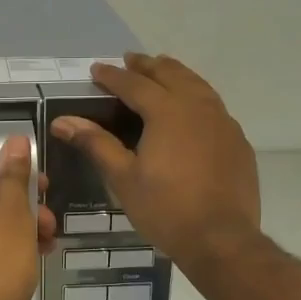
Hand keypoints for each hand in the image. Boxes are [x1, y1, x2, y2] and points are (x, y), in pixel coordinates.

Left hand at [0, 137, 57, 299]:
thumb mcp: (14, 216)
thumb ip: (15, 177)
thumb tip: (14, 140)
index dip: (16, 168)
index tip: (43, 185)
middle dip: (25, 204)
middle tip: (50, 223)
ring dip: (21, 229)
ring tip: (46, 248)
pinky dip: (7, 249)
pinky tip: (28, 265)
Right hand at [51, 53, 260, 275]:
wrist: (222, 239)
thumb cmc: (166, 209)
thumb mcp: (123, 178)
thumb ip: (96, 143)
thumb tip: (63, 121)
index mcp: (167, 111)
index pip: (134, 84)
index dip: (113, 76)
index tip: (96, 69)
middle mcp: (197, 107)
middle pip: (170, 74)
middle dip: (147, 66)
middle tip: (130, 60)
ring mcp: (223, 122)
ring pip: (197, 85)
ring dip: (176, 74)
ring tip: (162, 71)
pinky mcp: (237, 140)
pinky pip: (214, 106)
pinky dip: (197, 96)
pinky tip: (192, 108)